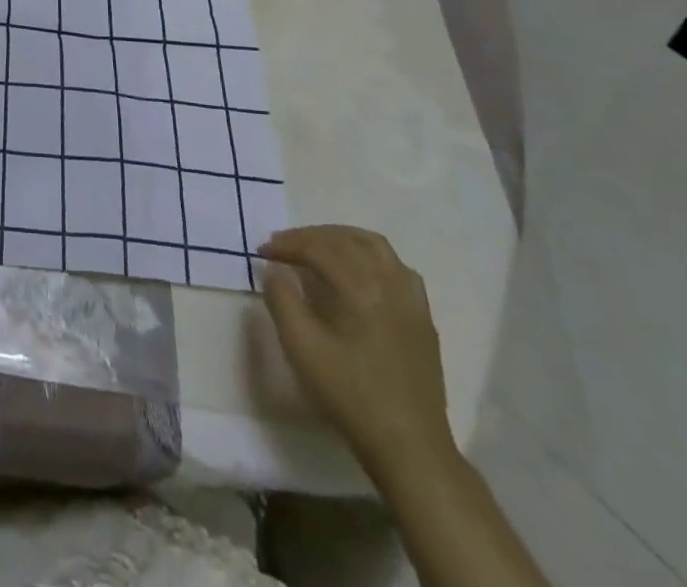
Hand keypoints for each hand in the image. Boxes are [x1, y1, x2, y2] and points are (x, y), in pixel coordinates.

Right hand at [258, 226, 453, 475]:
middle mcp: (390, 285)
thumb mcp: (302, 349)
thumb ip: (282, 301)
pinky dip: (371, 258)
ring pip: (377, 248)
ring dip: (343, 239)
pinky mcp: (423, 320)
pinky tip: (359, 275)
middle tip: (285, 246)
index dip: (287, 245)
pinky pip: (398, 269)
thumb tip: (275, 272)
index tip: (262, 252)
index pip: (318, 249)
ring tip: (319, 248)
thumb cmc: (351, 396)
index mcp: (361, 289)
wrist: (410, 449)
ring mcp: (412, 302)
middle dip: (312, 236)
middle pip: (348, 240)